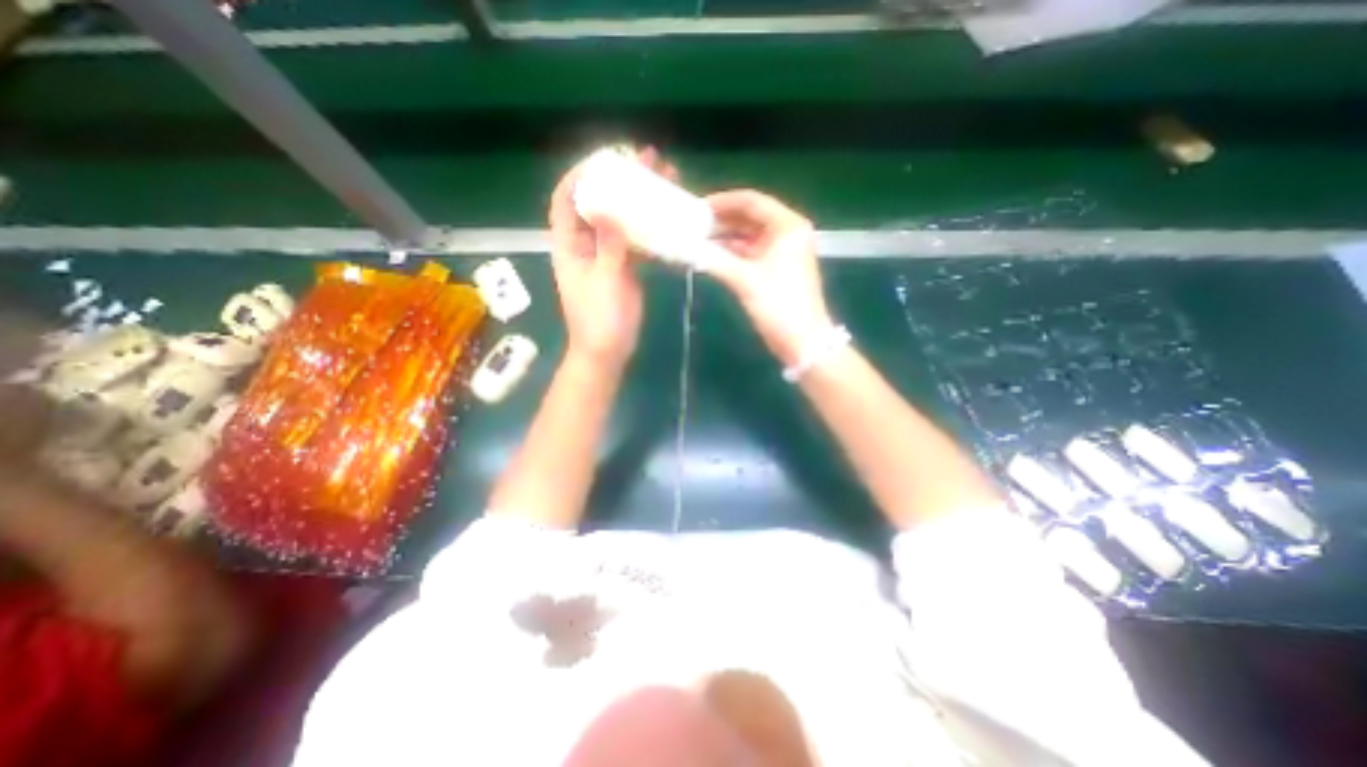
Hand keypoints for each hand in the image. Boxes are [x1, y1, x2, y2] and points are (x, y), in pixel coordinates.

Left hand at [550, 147, 672, 375]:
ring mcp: (606, 255)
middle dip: (618, 180)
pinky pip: (635, 239)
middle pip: (598, 203)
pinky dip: (649, 226)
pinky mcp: (624, 267)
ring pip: (620, 219)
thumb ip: (608, 246)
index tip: (604, 159)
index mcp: (569, 246)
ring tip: (664, 179)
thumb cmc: (599, 320)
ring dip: (638, 200)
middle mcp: (585, 244)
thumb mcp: (603, 281)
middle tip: (645, 160)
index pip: (565, 201)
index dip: (579, 176)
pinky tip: (667, 215)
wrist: (608, 351)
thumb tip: (608, 208)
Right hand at [706, 185, 832, 360]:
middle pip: (750, 217)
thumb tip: (684, 246)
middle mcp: (787, 232)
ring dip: (725, 236)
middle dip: (722, 219)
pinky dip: (732, 252)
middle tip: (693, 223)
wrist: (802, 340)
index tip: (697, 207)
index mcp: (787, 226)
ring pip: (749, 235)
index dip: (723, 201)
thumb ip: (714, 259)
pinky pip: (751, 252)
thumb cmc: (779, 305)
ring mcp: (783, 251)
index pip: (752, 201)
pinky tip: (711, 255)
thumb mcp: (745, 279)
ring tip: (697, 238)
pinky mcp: (777, 268)